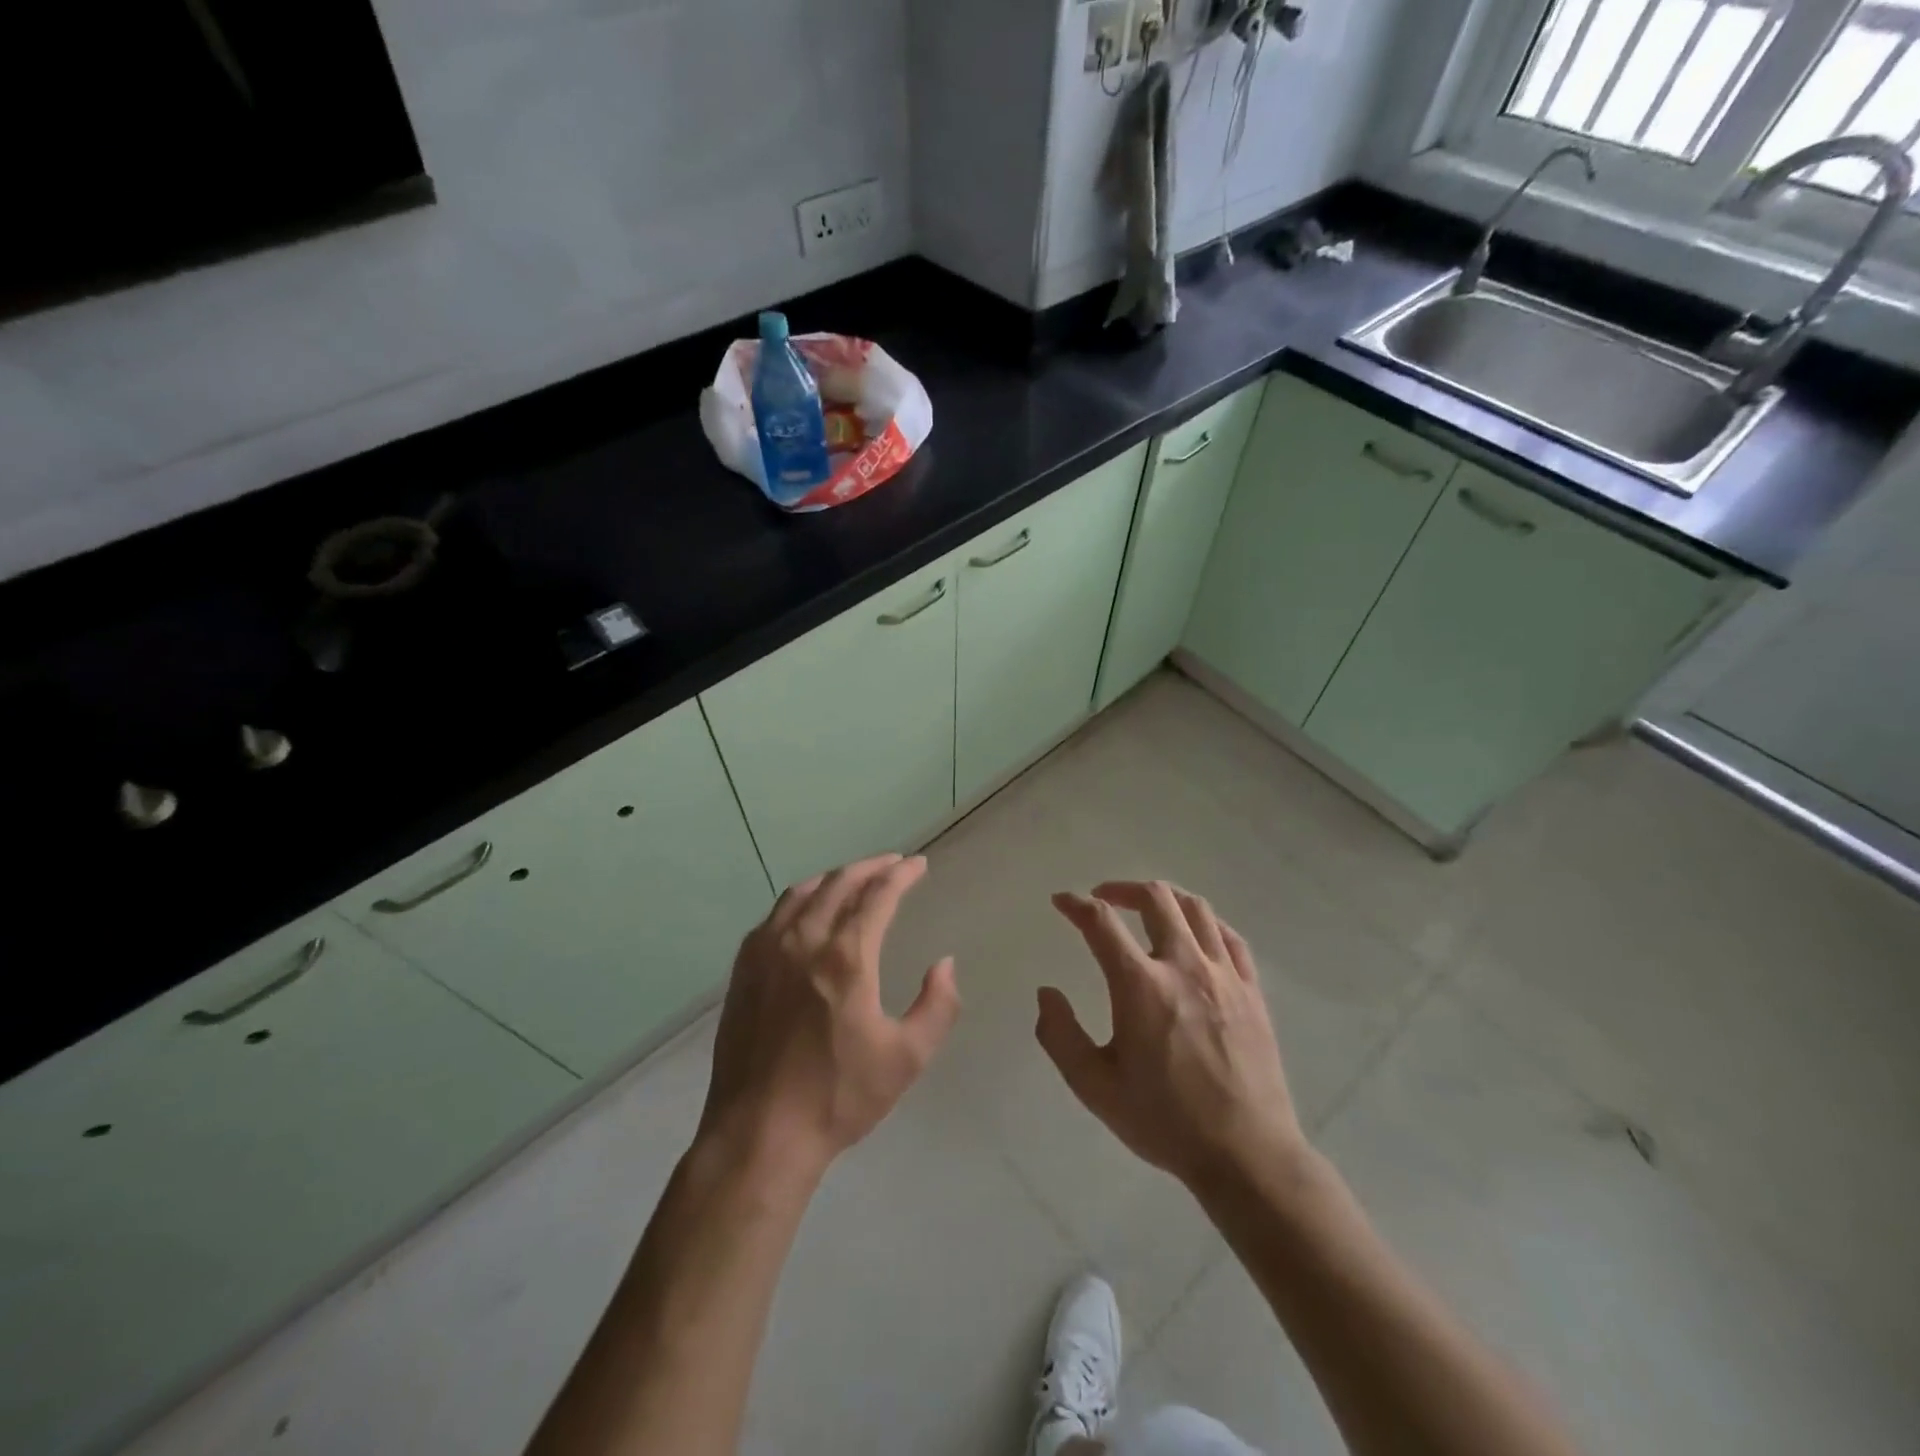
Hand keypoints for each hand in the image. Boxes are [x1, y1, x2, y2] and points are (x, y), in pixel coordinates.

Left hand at [698, 854, 960, 1187]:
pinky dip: (799, 900)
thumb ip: (937, 1005)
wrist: (760, 1134)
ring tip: (853, 878)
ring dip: (834, 878)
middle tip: (892, 864)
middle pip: (839, 883)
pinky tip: (806, 909)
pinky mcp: (743, 969)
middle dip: (870, 867)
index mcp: (846, 957)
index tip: (918, 864)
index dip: (901, 874)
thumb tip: (945, 963)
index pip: (878, 895)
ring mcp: (767, 952)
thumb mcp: (906, 1058)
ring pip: (802, 893)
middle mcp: (804, 941)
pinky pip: (774, 916)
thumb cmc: (838, 1097)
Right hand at [1038, 881, 1306, 1191]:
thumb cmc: (1164, 1121)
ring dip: (1164, 898)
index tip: (1061, 902)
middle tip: (1103, 898)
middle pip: (1155, 898)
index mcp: (1140, 986)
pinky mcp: (1252, 991)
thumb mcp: (1095, 1087)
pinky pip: (1230, 937)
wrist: (1246, 1155)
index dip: (1075, 904)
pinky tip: (1195, 933)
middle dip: (1122, 888)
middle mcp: (1184, 966)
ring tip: (1147, 907)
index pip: (1101, 922)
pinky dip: (1206, 923)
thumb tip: (1047, 993)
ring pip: (1195, 909)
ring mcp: (1224, 975)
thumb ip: (1060, 1035)